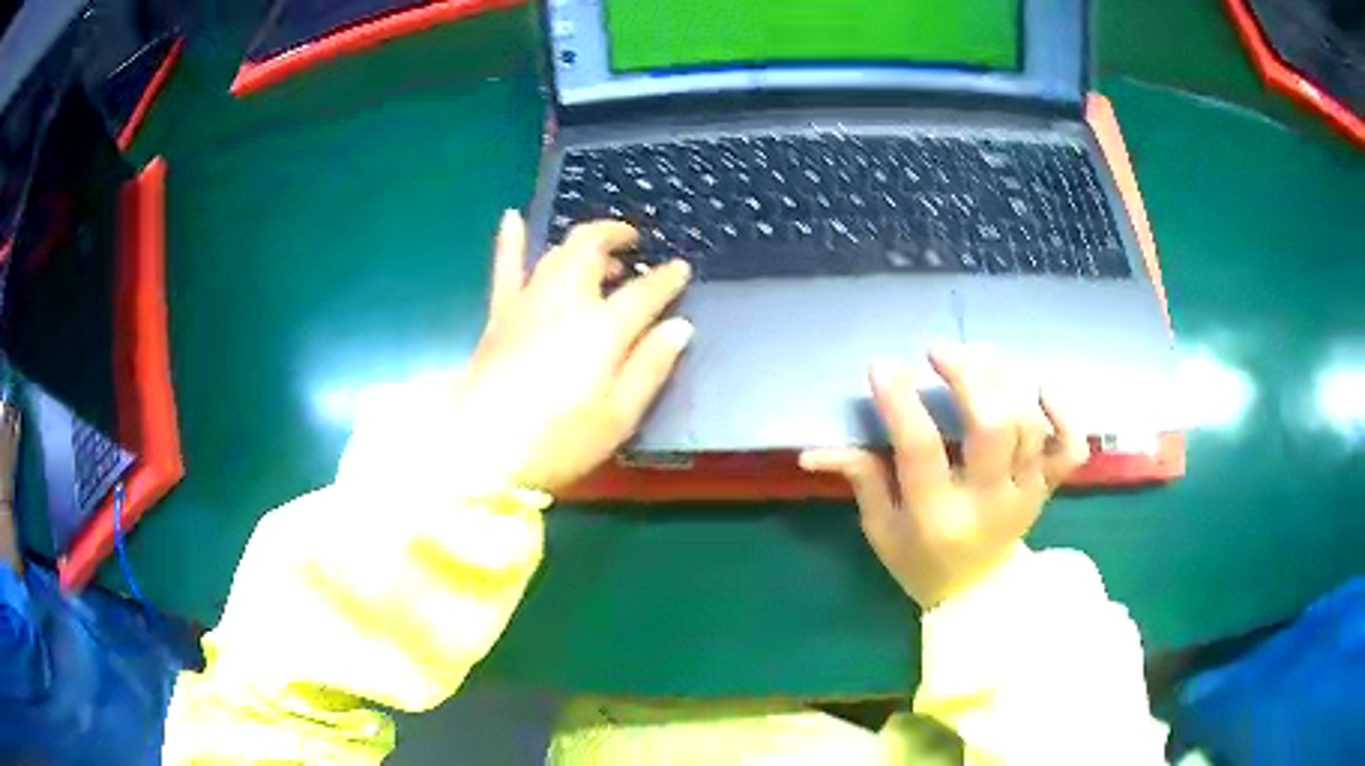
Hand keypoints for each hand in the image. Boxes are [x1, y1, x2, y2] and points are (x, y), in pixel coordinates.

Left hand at [451, 212, 692, 492]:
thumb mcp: (618, 417)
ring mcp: (527, 303)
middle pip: (592, 250)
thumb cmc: (558, 442)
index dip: (667, 278)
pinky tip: (512, 217)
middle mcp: (565, 301)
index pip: (644, 290)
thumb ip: (650, 367)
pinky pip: (505, 268)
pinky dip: (510, 241)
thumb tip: (681, 326)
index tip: (680, 270)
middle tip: (635, 243)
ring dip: (581, 244)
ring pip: (556, 253)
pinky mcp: (500, 315)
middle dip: (616, 236)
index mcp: (602, 328)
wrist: (482, 453)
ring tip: (600, 253)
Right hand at [800, 346, 1090, 608]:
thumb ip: (860, 481)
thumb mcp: (882, 531)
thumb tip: (813, 451)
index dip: (901, 403)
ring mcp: (1026, 492)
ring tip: (978, 356)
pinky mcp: (1049, 487)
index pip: (921, 451)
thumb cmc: (922, 563)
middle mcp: (989, 502)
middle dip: (967, 376)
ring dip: (1004, 381)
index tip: (882, 365)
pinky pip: (1071, 447)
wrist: (979, 597)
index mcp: (939, 518)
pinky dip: (1064, 412)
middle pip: (992, 426)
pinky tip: (1039, 387)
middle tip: (940, 351)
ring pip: (1029, 426)